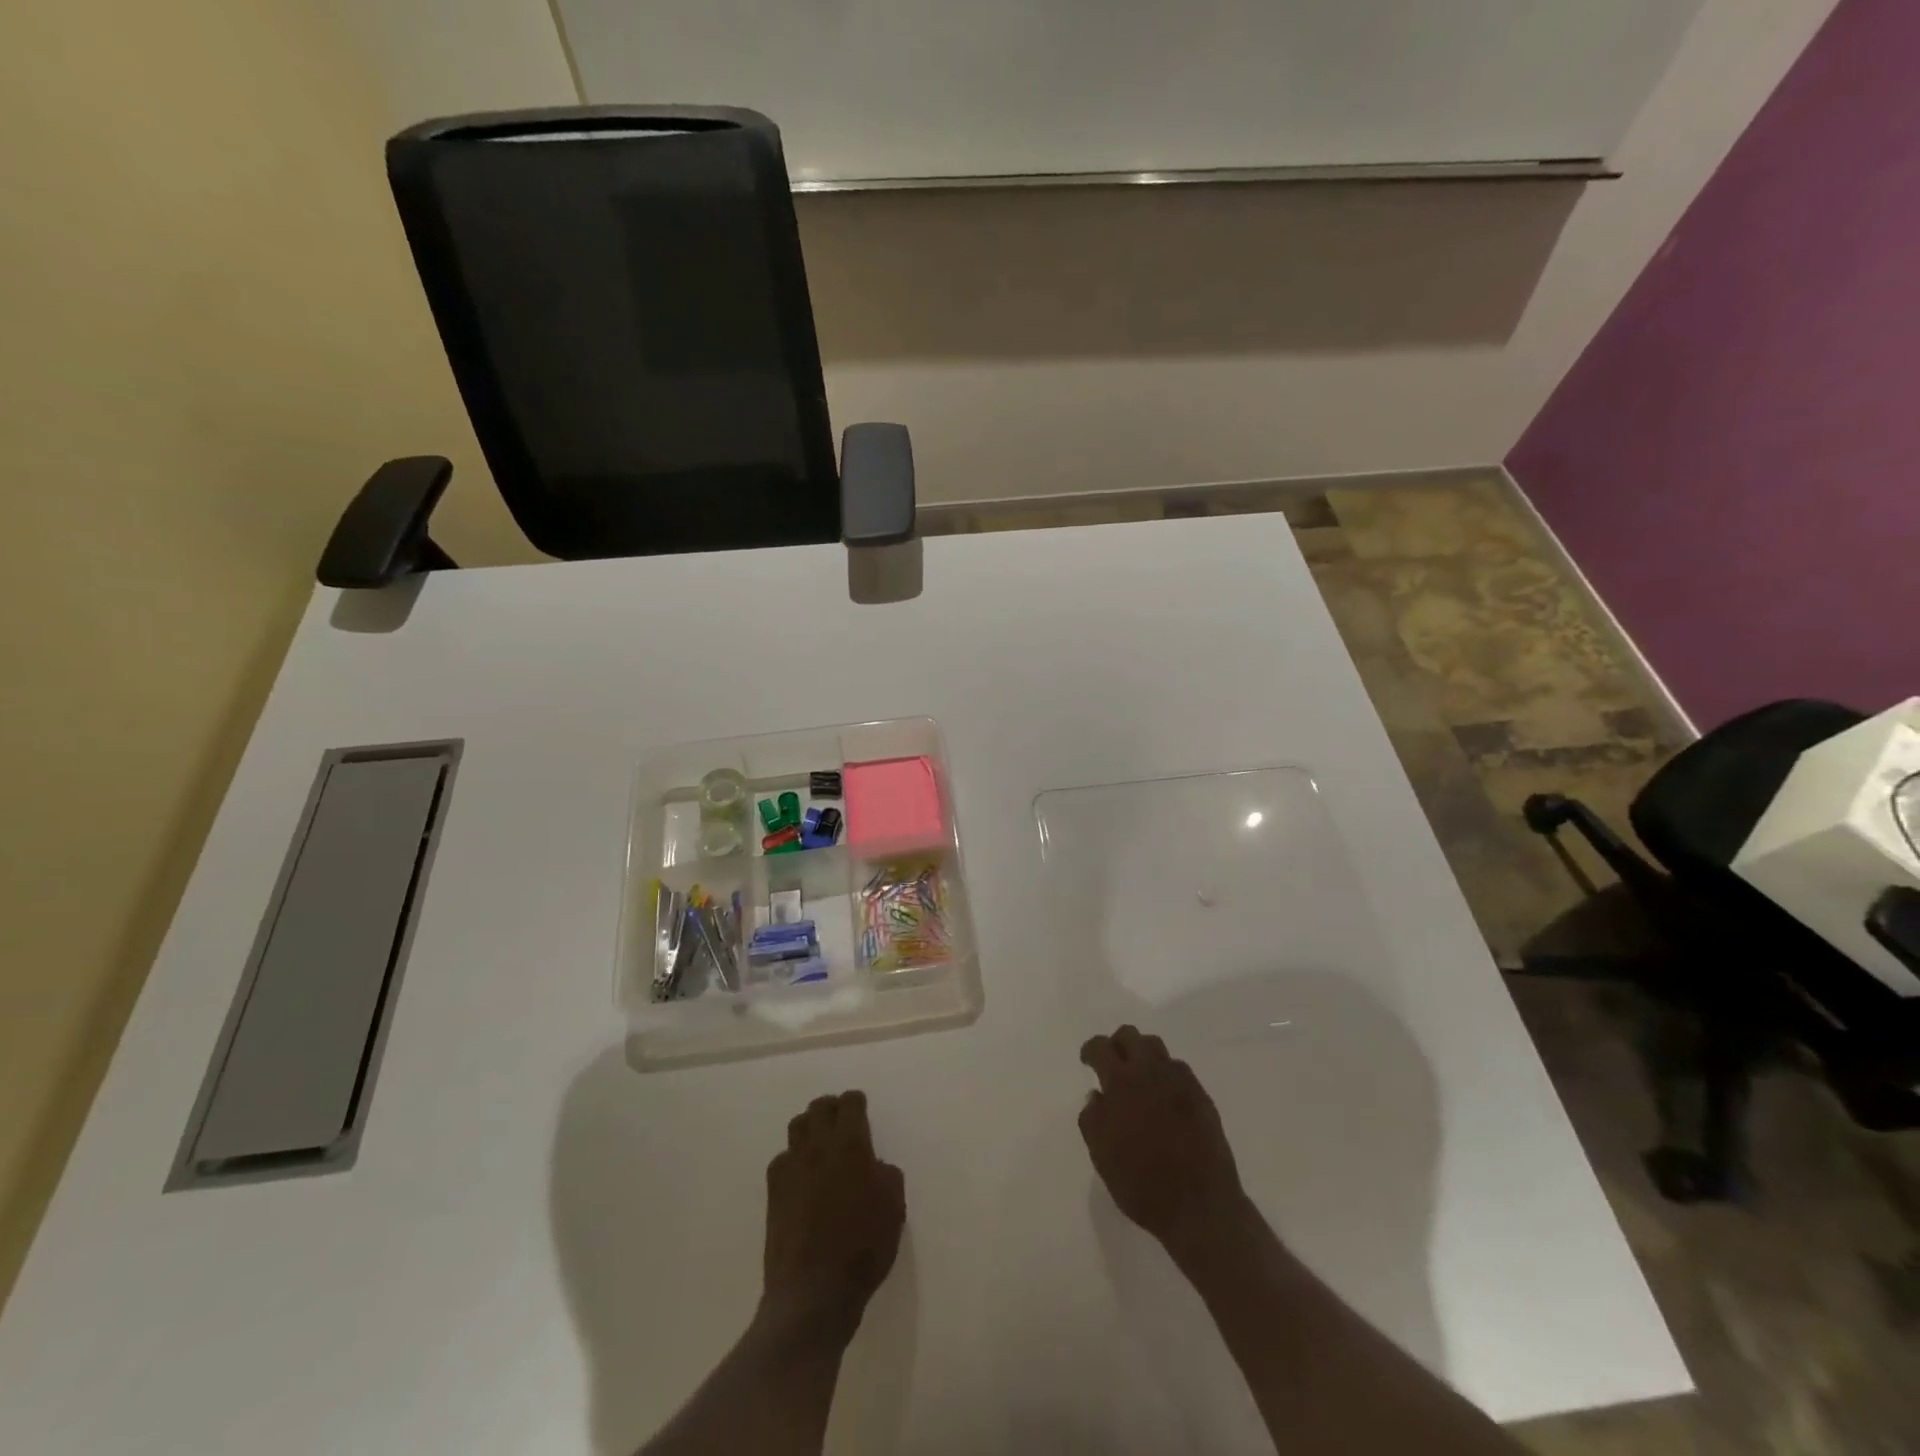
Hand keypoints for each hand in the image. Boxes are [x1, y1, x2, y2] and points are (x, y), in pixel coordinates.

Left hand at [761, 1090, 904, 1341]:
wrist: (813, 1293)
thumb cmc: (862, 1248)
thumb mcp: (894, 1209)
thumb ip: (887, 1175)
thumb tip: (875, 1166)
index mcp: (850, 1144)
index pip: (849, 1103)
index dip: (857, 1103)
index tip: (862, 1112)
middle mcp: (818, 1146)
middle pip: (819, 1107)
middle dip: (832, 1109)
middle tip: (842, 1125)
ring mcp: (792, 1167)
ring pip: (797, 1126)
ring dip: (810, 1128)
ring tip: (821, 1146)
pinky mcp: (773, 1191)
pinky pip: (782, 1159)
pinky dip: (793, 1160)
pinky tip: (802, 1179)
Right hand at [1079, 1025, 1248, 1252]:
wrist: (1200, 1206)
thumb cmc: (1142, 1183)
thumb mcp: (1102, 1155)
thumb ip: (1092, 1118)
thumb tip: (1096, 1095)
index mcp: (1122, 1083)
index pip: (1101, 1047)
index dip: (1090, 1050)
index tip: (1087, 1061)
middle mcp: (1151, 1071)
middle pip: (1131, 1036)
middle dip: (1117, 1044)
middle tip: (1112, 1064)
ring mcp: (1180, 1081)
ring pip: (1156, 1047)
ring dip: (1142, 1055)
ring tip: (1138, 1078)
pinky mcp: (1202, 1095)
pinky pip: (1178, 1069)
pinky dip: (1165, 1073)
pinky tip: (1163, 1096)